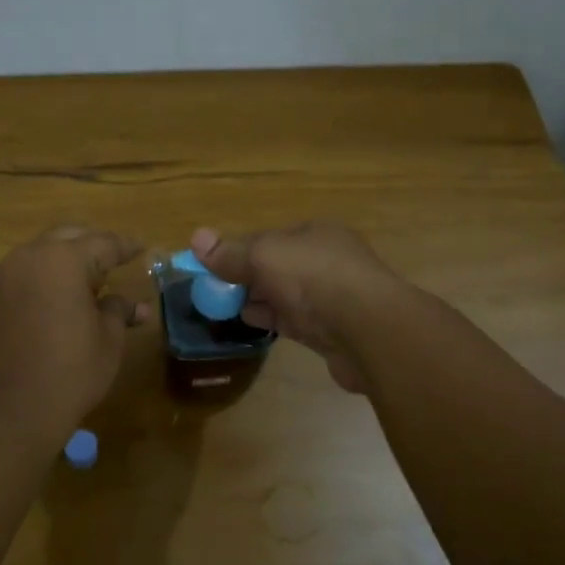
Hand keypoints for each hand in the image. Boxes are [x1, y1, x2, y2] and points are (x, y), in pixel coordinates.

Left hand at [0, 225, 149, 430]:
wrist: (10, 411)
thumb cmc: (70, 371)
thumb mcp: (108, 340)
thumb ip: (118, 310)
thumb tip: (135, 305)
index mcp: (63, 260)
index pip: (102, 243)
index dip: (125, 247)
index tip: (141, 249)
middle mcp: (28, 258)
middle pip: (66, 239)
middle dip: (91, 247)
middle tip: (112, 262)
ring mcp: (1, 278)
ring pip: (38, 256)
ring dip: (62, 263)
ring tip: (83, 284)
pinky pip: (19, 278)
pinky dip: (39, 282)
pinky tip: (53, 302)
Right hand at [190, 223, 406, 393]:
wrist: (368, 330)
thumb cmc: (314, 279)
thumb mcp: (264, 256)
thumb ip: (231, 253)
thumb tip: (196, 239)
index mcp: (316, 234)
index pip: (270, 238)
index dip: (240, 250)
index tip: (213, 267)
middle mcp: (327, 261)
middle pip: (278, 266)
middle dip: (248, 277)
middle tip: (216, 291)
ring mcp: (333, 297)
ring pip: (287, 295)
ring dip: (259, 299)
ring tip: (227, 308)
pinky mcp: (333, 330)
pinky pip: (296, 320)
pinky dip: (273, 320)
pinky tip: (252, 324)